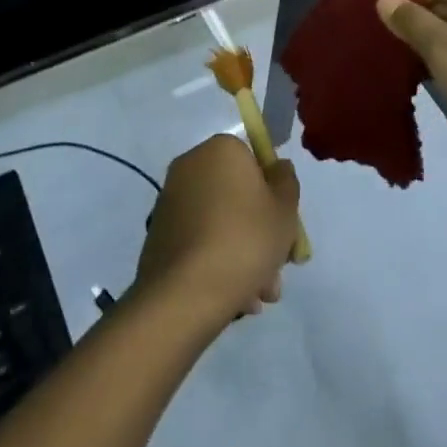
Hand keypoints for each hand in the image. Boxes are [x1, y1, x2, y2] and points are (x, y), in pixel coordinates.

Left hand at [136, 135, 300, 324]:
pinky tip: (233, 297)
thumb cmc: (244, 240)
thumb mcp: (284, 210)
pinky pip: (199, 240)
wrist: (184, 294)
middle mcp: (191, 165)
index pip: (256, 162)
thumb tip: (276, 167)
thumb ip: (287, 182)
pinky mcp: (159, 233)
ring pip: (220, 222)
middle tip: (275, 272)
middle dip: (260, 234)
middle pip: (238, 196)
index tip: (286, 230)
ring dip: (243, 254)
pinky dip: (216, 261)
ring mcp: (171, 200)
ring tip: (257, 296)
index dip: (275, 195)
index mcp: (221, 148)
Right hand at [376, 0, 446, 172]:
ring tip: (387, 60)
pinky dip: (431, 68)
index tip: (388, 12)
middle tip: (378, 38)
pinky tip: (410, 83)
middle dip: (411, 16)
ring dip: (418, 45)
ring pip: (444, 37)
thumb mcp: (444, 47)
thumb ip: (412, 20)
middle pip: (442, 4)